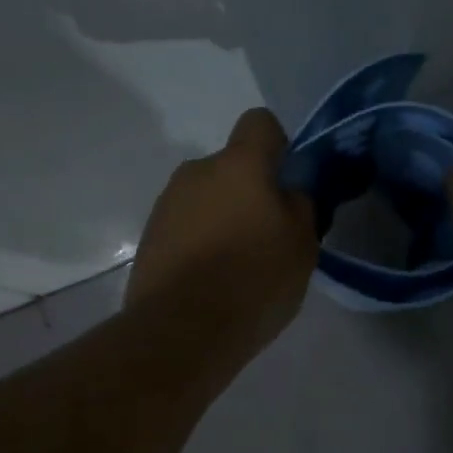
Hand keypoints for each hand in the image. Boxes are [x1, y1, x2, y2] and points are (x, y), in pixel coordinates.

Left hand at [127, 108, 317, 356]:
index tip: (290, 183)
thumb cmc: (254, 280)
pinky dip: (200, 243)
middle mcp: (197, 172)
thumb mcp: (302, 244)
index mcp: (239, 164)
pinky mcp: (149, 237)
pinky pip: (186, 227)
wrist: (182, 329)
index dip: (280, 146)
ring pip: (207, 198)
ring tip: (238, 266)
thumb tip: (290, 190)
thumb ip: (301, 205)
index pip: (260, 123)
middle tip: (268, 236)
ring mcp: (167, 204)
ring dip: (223, 218)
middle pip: (232, 167)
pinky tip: (211, 280)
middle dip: (250, 192)